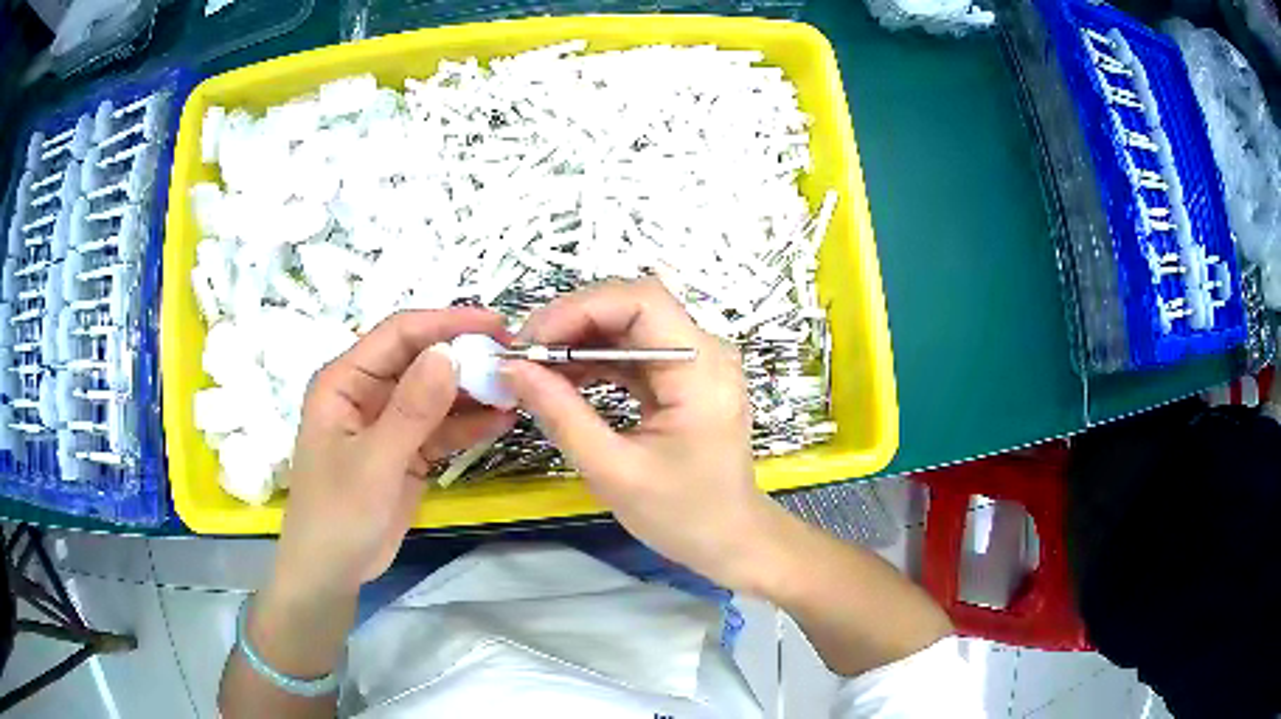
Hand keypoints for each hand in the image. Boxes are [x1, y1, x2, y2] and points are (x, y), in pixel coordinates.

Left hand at [276, 308, 515, 596]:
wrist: (333, 572)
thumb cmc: (338, 514)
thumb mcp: (374, 462)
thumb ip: (411, 410)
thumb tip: (449, 354)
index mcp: (345, 381)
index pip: (399, 335)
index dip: (446, 324)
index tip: (497, 326)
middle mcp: (367, 392)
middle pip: (421, 360)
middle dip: (466, 358)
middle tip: (516, 361)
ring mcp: (388, 422)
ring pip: (435, 394)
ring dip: (472, 392)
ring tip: (518, 391)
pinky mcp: (406, 450)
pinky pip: (441, 428)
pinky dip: (469, 425)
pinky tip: (502, 422)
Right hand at [500, 278, 783, 590]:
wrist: (730, 540)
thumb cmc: (683, 516)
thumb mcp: (613, 471)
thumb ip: (561, 415)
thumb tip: (512, 369)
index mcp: (701, 370)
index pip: (641, 301)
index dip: (580, 308)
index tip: (532, 341)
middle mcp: (704, 352)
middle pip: (632, 307)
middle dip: (572, 323)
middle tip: (524, 355)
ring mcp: (695, 363)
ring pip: (628, 326)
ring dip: (578, 340)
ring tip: (535, 369)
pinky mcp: (682, 379)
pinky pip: (633, 352)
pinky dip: (595, 360)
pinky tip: (563, 380)